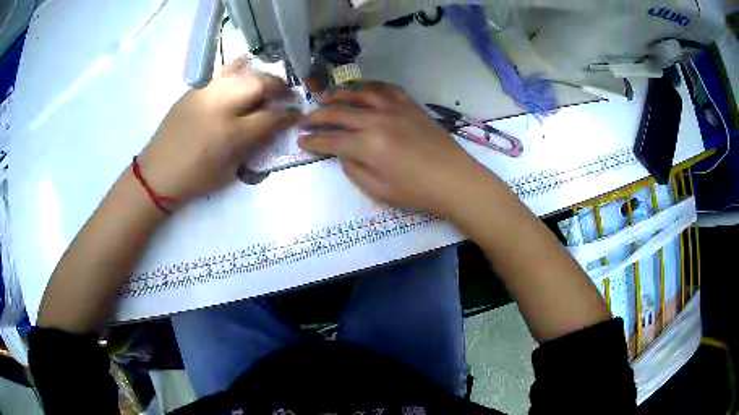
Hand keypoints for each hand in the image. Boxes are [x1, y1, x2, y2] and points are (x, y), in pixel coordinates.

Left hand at [138, 57, 299, 203]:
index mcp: (231, 134)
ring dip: (260, 78)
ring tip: (265, 85)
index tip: (296, 113)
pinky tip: (244, 71)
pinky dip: (238, 69)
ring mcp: (206, 93)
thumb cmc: (195, 178)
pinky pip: (222, 72)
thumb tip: (272, 126)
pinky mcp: (195, 89)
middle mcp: (221, 107)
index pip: (270, 116)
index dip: (288, 114)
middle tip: (285, 93)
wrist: (157, 172)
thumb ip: (253, 145)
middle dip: (278, 87)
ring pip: (243, 73)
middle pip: (259, 84)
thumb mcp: (229, 170)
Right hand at [298, 82, 486, 216]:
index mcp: (367, 145)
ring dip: (338, 94)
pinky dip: (369, 87)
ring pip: (359, 93)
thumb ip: (354, 170)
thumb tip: (343, 153)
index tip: (301, 140)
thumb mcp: (378, 190)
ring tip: (326, 97)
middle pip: (338, 113)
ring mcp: (394, 108)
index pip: (330, 141)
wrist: (454, 179)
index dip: (312, 141)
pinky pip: (385, 88)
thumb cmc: (416, 191)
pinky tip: (362, 89)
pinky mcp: (409, 105)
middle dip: (317, 116)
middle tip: (305, 119)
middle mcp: (376, 120)